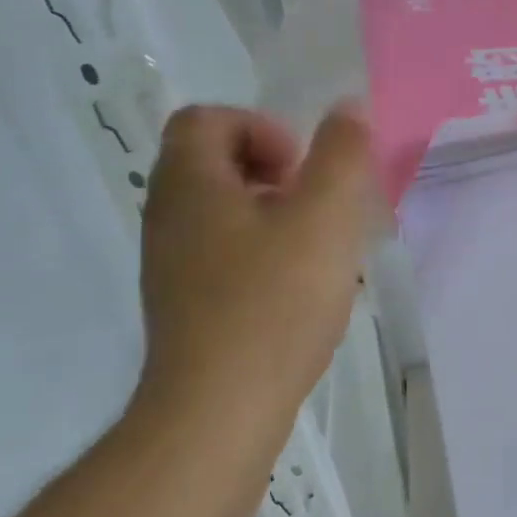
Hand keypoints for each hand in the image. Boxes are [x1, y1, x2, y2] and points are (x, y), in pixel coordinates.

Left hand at [137, 103, 375, 421]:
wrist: (219, 410)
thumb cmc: (274, 303)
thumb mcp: (324, 218)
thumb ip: (341, 155)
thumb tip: (348, 107)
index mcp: (190, 184)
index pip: (207, 118)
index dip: (261, 127)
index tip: (302, 169)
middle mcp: (168, 216)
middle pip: (213, 161)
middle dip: (273, 170)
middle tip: (313, 205)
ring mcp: (171, 263)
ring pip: (222, 210)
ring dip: (273, 213)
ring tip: (315, 248)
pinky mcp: (185, 303)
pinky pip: (222, 252)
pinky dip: (261, 251)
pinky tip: (298, 288)